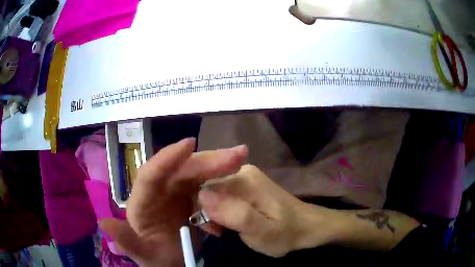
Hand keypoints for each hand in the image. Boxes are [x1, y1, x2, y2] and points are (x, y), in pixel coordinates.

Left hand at [100, 138, 247, 266]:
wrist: (176, 262)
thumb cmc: (159, 258)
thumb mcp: (147, 256)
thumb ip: (129, 243)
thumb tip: (104, 222)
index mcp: (142, 204)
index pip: (150, 176)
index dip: (167, 158)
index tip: (190, 144)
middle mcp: (158, 192)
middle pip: (180, 170)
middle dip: (207, 161)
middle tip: (237, 155)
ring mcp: (175, 193)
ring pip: (196, 173)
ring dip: (218, 165)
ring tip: (240, 159)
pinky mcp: (190, 197)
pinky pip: (206, 184)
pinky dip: (221, 180)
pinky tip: (236, 176)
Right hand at [198, 165, 338, 257]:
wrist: (306, 226)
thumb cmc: (285, 233)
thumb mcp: (261, 231)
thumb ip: (234, 214)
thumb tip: (202, 195)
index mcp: (243, 179)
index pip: (203, 187)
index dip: (202, 210)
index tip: (214, 229)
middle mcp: (241, 171)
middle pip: (208, 189)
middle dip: (208, 212)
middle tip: (222, 231)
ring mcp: (244, 177)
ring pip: (213, 193)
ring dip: (215, 213)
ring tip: (228, 229)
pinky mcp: (246, 186)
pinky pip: (222, 196)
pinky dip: (222, 211)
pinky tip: (232, 222)